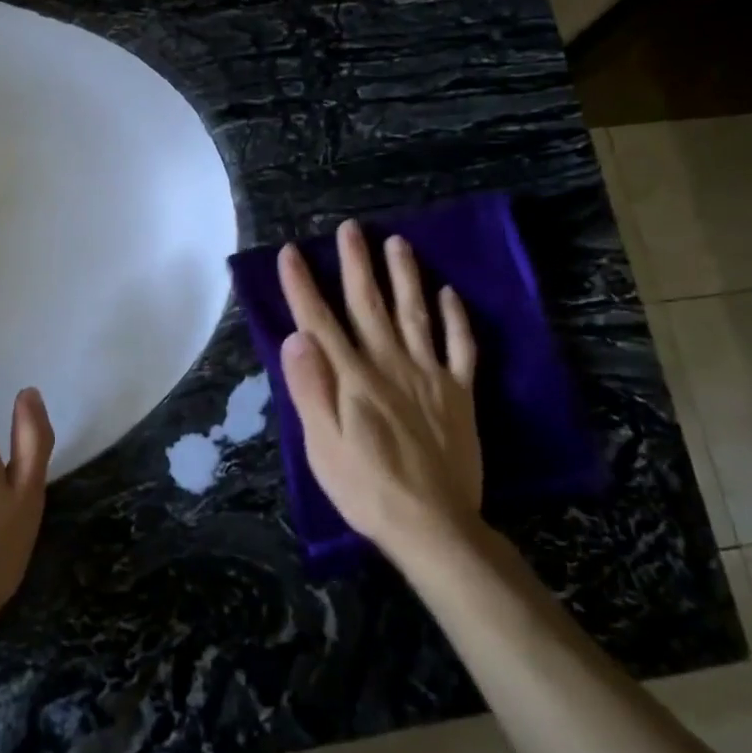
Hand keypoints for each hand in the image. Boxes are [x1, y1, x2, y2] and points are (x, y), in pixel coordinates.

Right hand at [278, 220, 483, 571]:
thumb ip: (310, 388)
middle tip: (351, 228)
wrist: (433, 524)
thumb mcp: (322, 445)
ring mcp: (428, 374)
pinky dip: (455, 318)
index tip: (291, 252)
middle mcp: (389, 363)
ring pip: (415, 313)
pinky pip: (460, 347)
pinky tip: (450, 294)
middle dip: (356, 263)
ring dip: (405, 275)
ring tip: (398, 242)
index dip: (303, 285)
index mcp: (352, 377)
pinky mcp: (458, 392)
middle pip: (369, 304)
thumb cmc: (366, 487)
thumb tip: (295, 337)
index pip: (319, 321)